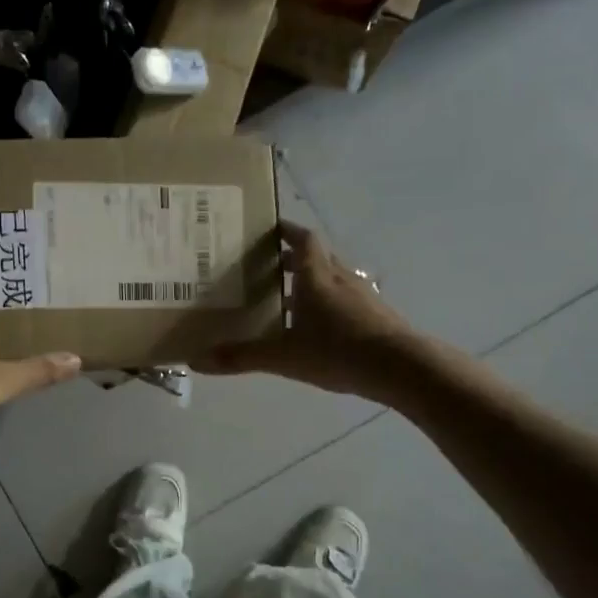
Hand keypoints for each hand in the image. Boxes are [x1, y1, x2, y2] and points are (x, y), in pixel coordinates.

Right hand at [192, 221, 415, 396]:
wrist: (400, 367)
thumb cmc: (338, 351)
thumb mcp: (284, 357)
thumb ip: (242, 357)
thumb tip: (197, 361)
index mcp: (316, 276)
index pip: (302, 240)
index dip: (286, 232)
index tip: (269, 230)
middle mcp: (340, 277)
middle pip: (317, 257)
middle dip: (293, 259)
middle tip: (268, 267)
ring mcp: (362, 295)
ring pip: (332, 279)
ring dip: (311, 283)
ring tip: (288, 300)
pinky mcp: (376, 314)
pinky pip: (346, 299)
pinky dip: (328, 304)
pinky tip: (318, 328)